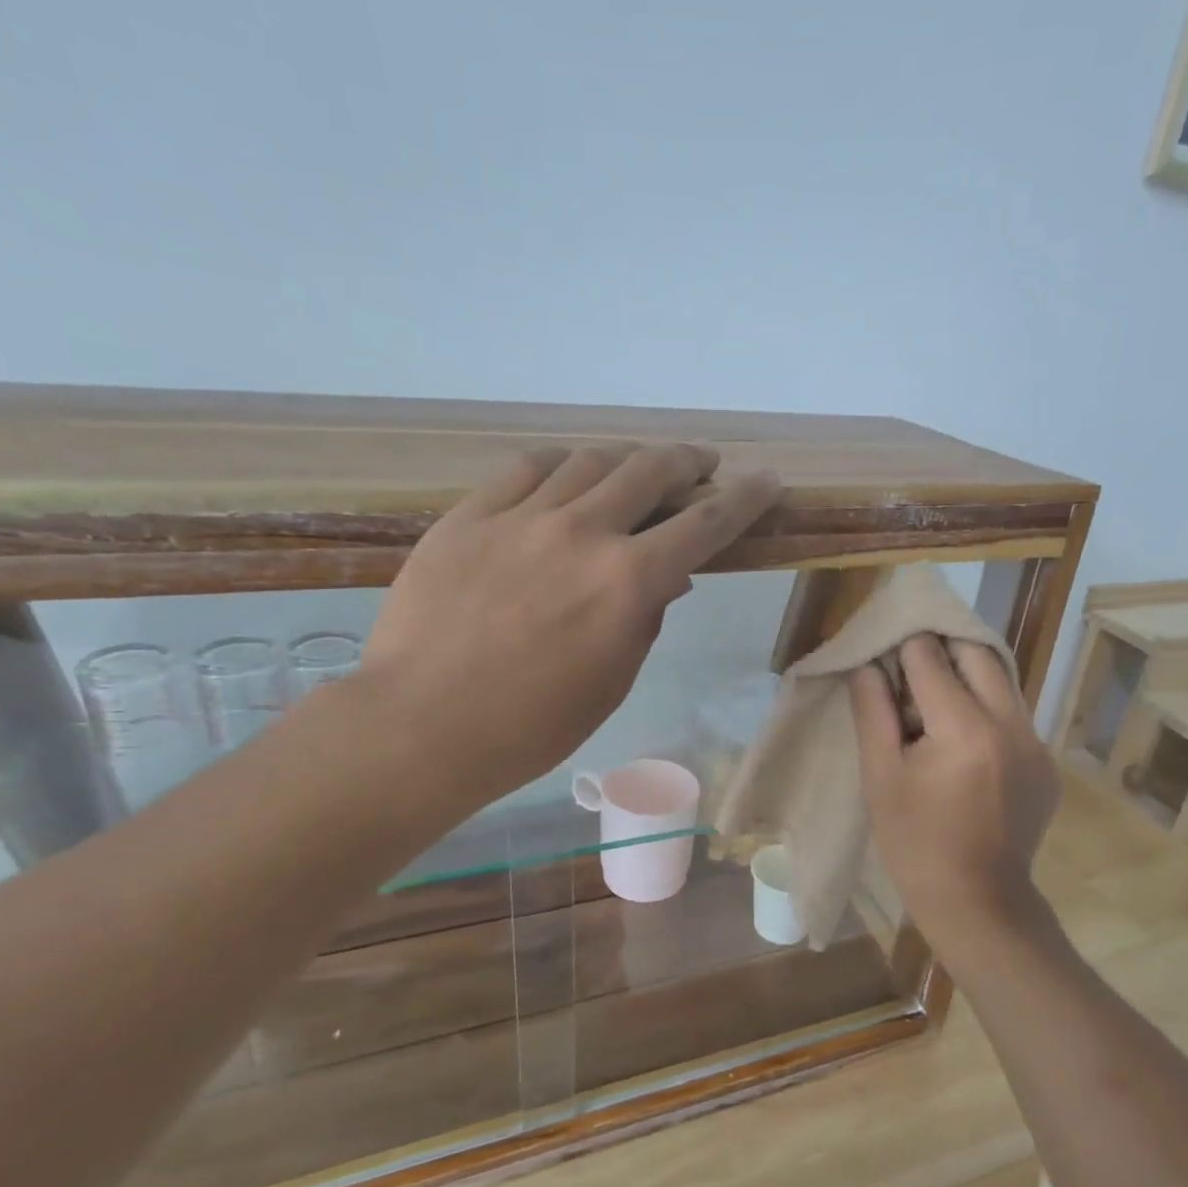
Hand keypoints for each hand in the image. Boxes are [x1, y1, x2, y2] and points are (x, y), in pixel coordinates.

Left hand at [357, 444, 779, 809]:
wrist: (421, 726)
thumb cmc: (531, 726)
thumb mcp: (611, 682)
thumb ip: (645, 618)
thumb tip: (667, 574)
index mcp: (628, 582)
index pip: (705, 523)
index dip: (744, 498)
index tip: (766, 480)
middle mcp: (583, 532)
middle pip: (649, 469)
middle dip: (686, 462)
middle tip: (698, 465)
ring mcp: (521, 517)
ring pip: (588, 460)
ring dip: (624, 460)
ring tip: (631, 472)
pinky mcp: (470, 516)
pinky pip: (525, 469)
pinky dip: (559, 466)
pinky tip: (564, 475)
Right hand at [850, 635, 1060, 952]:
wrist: (977, 901)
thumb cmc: (914, 843)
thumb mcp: (880, 776)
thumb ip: (873, 709)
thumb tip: (868, 663)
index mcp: (964, 728)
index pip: (930, 656)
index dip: (902, 648)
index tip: (884, 652)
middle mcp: (1010, 724)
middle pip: (976, 652)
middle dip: (940, 649)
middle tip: (909, 668)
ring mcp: (1036, 743)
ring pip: (1000, 679)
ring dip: (966, 676)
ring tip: (932, 703)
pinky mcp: (1047, 762)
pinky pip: (1014, 714)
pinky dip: (985, 709)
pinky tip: (961, 741)